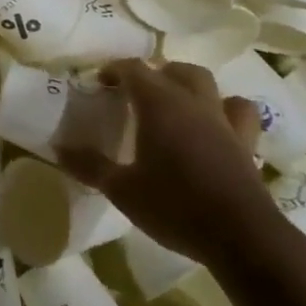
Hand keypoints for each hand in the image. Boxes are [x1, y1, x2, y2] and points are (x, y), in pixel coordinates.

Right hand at [58, 60, 280, 270]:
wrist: (242, 237)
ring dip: (188, 84)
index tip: (100, 83)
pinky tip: (216, 124)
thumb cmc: (175, 206)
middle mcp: (192, 102)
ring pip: (208, 83)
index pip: (133, 68)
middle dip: (153, 74)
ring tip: (174, 102)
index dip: (114, 70)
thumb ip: (90, 165)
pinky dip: (227, 109)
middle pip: (173, 69)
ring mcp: (223, 120)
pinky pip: (240, 111)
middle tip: (135, 93)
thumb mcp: (122, 190)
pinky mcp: (247, 143)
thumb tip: (58, 148)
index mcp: (159, 104)